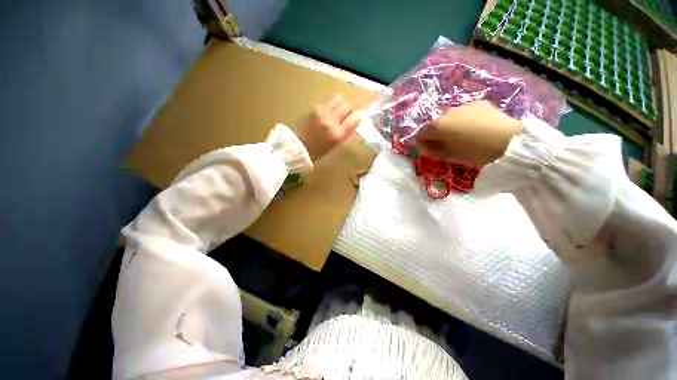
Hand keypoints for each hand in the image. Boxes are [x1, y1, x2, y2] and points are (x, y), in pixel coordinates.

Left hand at [296, 94, 361, 161]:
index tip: (356, 118)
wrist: (299, 146)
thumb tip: (354, 122)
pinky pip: (328, 102)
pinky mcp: (315, 107)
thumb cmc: (319, 150)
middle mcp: (332, 120)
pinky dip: (331, 106)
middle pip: (348, 105)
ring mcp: (322, 112)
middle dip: (349, 109)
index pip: (355, 117)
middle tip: (346, 115)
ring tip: (337, 111)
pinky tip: (326, 113)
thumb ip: (346, 132)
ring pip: (339, 98)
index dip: (357, 116)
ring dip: (341, 104)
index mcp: (338, 134)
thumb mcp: (336, 144)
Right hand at [416, 101, 521, 167]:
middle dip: (438, 134)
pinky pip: (465, 113)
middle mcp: (446, 113)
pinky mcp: (478, 103)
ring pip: (451, 118)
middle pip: (436, 125)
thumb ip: (431, 149)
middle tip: (448, 144)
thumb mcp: (448, 155)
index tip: (430, 149)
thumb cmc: (473, 151)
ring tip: (464, 136)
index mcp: (436, 126)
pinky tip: (476, 128)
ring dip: (452, 126)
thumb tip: (422, 145)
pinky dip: (465, 120)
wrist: (508, 140)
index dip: (424, 143)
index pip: (421, 134)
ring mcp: (463, 106)